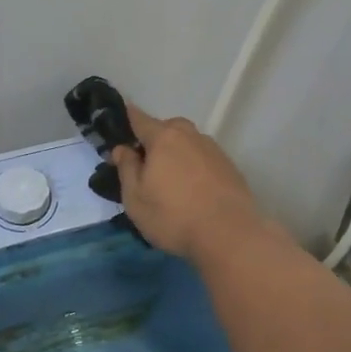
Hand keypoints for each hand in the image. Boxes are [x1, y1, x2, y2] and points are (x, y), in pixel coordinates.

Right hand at [110, 102, 272, 259]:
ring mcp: (213, 150)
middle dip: (154, 139)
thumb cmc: (173, 216)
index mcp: (164, 138)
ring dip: (177, 153)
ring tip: (170, 180)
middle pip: (168, 128)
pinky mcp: (229, 167)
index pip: (140, 118)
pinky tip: (193, 189)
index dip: (128, 117)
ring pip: (188, 143)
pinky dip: (194, 166)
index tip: (121, 118)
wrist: (229, 234)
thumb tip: (123, 148)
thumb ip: (127, 168)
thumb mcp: (135, 198)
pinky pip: (203, 158)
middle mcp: (190, 136)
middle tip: (146, 163)